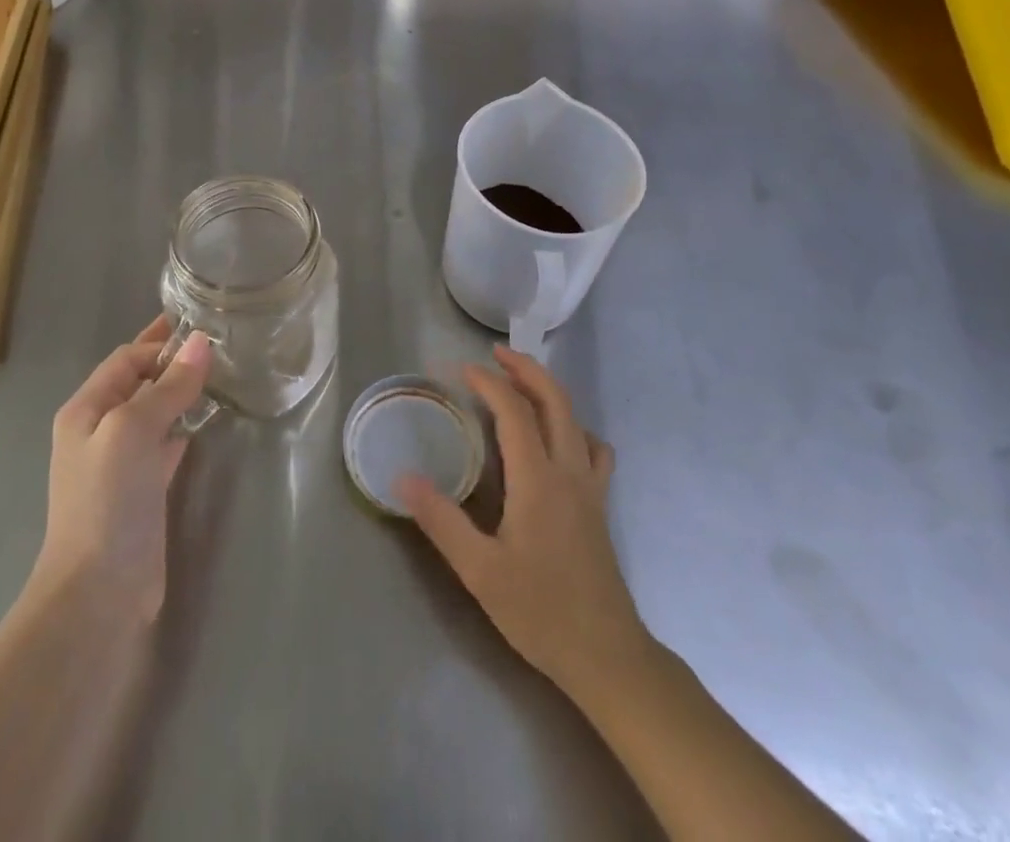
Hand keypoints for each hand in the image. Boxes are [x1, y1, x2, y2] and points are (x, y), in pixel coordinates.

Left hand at [31, 315, 210, 622]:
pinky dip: (183, 425)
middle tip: (217, 343)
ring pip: (153, 411)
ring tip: (220, 374)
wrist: (98, 592)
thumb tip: (201, 341)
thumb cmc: (108, 501)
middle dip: (170, 361)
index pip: (126, 359)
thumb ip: (168, 386)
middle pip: (138, 381)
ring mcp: (120, 462)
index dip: (160, 343)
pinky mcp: (142, 489)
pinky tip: (206, 420)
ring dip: (179, 391)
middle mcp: (99, 430)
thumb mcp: (133, 431)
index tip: (204, 332)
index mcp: (86, 409)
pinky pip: (165, 442)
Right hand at [398, 347, 649, 699]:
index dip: (489, 382)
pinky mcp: (599, 505)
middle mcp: (568, 471)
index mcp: (538, 479)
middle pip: (554, 399)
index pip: (514, 411)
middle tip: (496, 354)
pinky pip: (592, 448)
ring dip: (548, 391)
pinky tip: (557, 440)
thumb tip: (402, 478)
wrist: (607, 656)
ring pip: (575, 418)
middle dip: (526, 369)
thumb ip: (441, 521)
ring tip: (521, 386)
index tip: (462, 369)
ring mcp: (590, 487)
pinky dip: (573, 427)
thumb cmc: (540, 612)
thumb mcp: (480, 572)